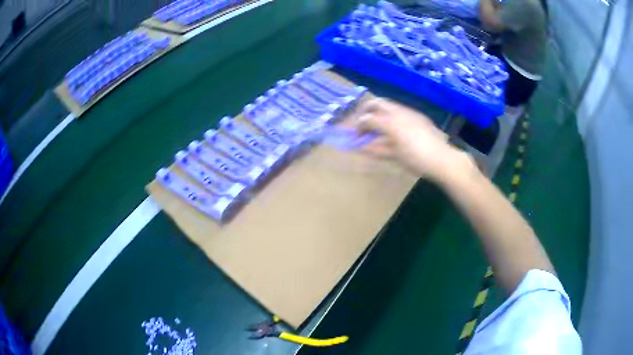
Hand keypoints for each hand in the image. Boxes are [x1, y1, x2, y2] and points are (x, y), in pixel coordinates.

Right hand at [348, 98, 470, 180]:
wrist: (442, 159)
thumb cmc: (416, 159)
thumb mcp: (393, 155)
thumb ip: (375, 148)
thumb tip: (360, 146)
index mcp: (391, 122)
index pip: (368, 118)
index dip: (359, 125)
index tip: (355, 134)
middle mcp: (398, 112)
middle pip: (376, 103)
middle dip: (366, 111)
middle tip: (363, 123)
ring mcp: (410, 112)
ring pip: (389, 105)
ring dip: (379, 112)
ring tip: (377, 126)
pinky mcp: (419, 116)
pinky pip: (400, 110)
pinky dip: (391, 115)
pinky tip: (394, 128)